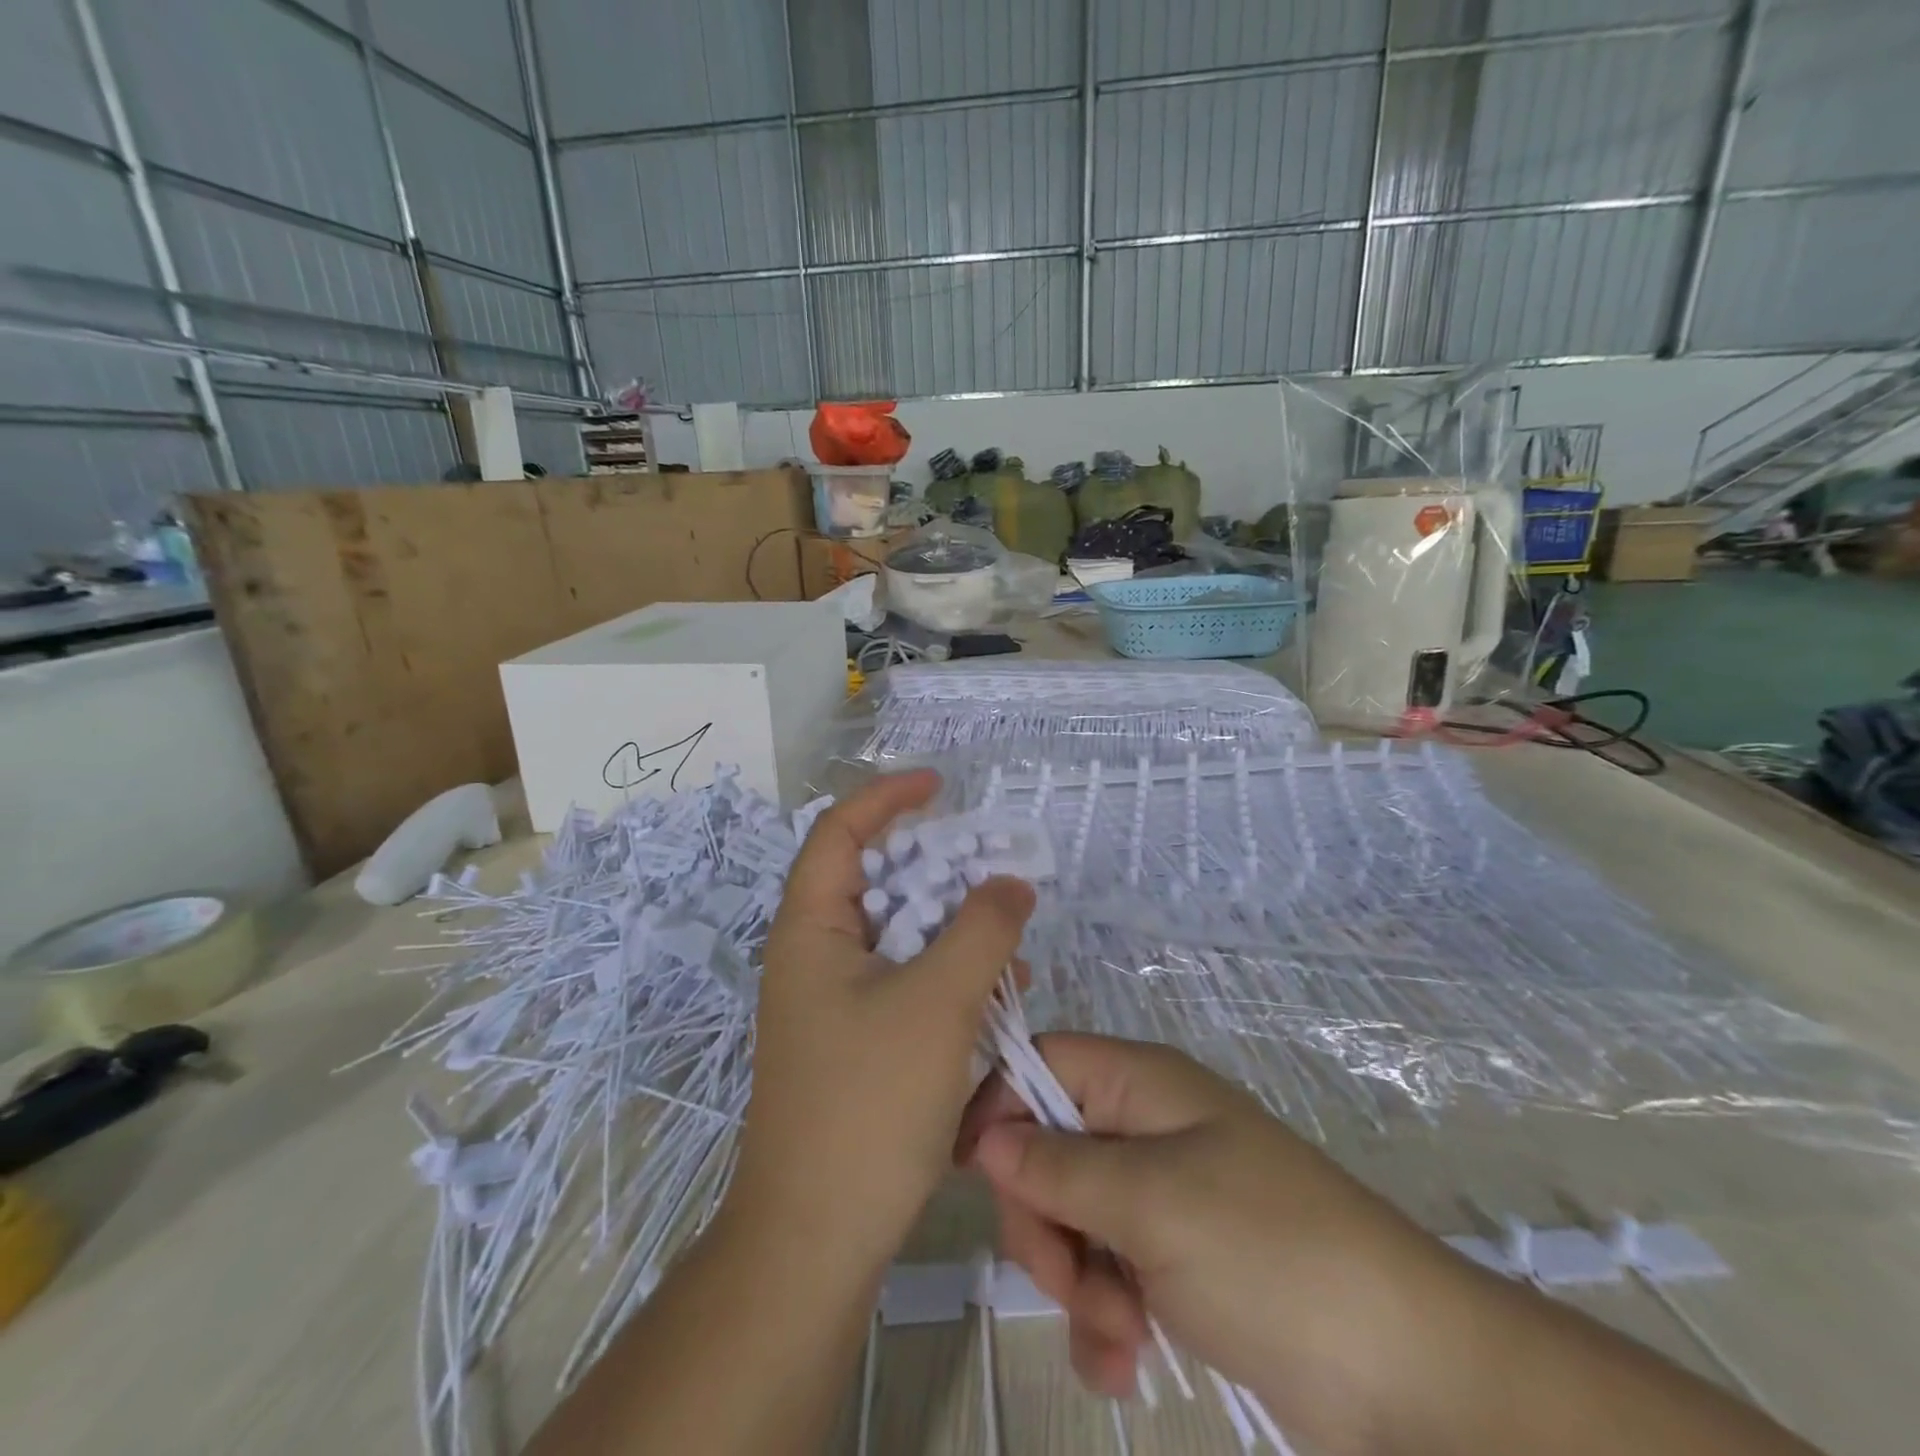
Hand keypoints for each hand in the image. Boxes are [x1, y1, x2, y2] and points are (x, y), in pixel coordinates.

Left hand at [729, 770, 1035, 1277]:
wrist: (817, 1237)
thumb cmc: (868, 1104)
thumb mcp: (938, 1003)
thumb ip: (981, 930)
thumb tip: (1011, 882)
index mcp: (812, 929)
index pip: (840, 831)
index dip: (887, 797)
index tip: (940, 785)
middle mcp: (814, 955)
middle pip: (875, 880)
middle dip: (936, 867)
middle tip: (990, 866)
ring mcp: (833, 1001)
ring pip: (897, 935)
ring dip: (951, 927)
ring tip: (1008, 938)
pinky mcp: (855, 1040)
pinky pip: (905, 982)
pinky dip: (948, 974)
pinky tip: (997, 992)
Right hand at [958, 1034, 1470, 1446]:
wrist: (1408, 1374)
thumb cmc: (1269, 1253)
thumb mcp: (1151, 1201)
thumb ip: (1058, 1164)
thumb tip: (985, 1135)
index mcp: (1141, 1085)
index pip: (1043, 1063)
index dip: (1000, 1105)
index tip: (973, 1174)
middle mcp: (1145, 1128)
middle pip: (1046, 1147)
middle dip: (1043, 1218)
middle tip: (1069, 1278)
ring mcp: (1161, 1196)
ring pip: (1070, 1217)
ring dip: (1075, 1282)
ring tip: (1118, 1334)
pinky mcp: (1175, 1261)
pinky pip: (1105, 1272)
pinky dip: (1103, 1319)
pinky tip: (1125, 1363)